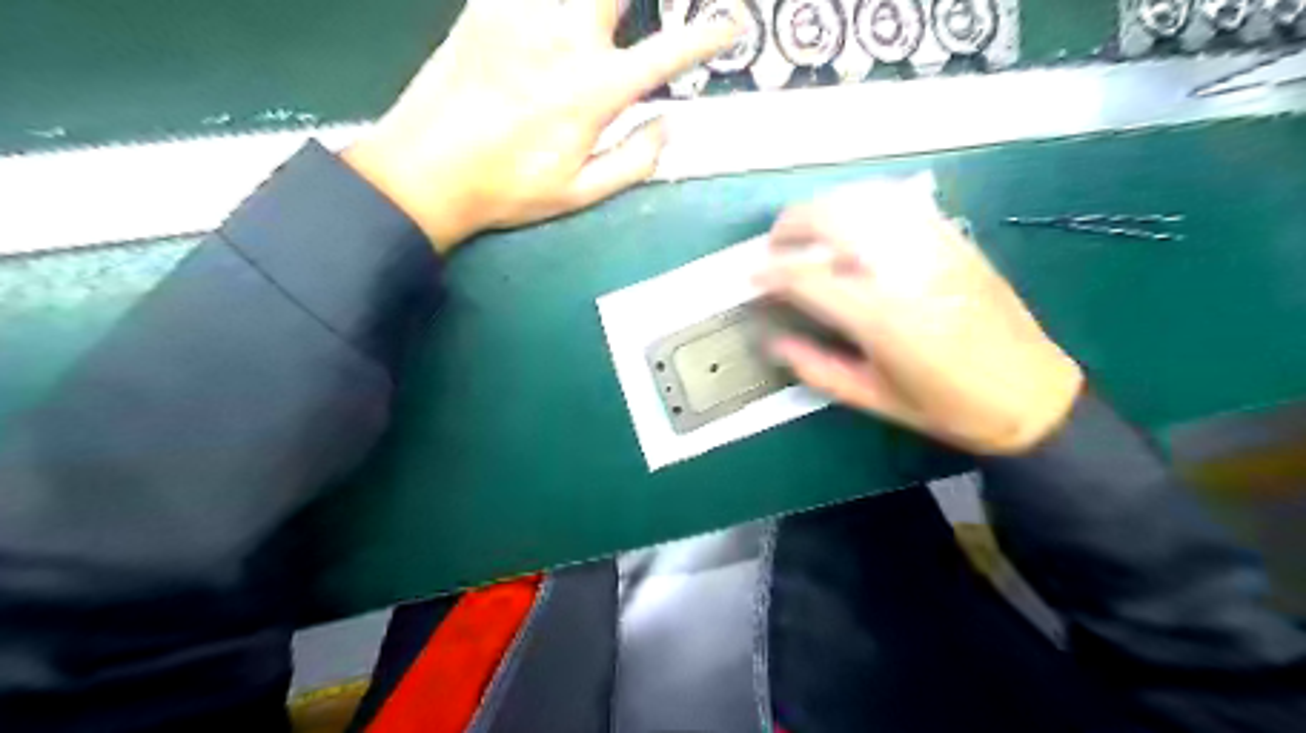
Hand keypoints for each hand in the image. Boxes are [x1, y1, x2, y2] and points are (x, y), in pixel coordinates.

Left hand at [343, 0, 731, 250]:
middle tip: (651, 15)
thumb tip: (669, 125)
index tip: (730, 25)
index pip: (668, 53)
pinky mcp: (487, 2)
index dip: (707, 37)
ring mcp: (523, 10)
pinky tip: (559, 18)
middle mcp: (566, 37)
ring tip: (603, 24)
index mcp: (595, 91)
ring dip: (600, 4)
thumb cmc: (509, 189)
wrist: (424, 170)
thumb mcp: (581, 193)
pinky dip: (554, 2)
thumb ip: (636, 161)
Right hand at [757, 177, 1080, 450]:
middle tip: (776, 245)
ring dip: (827, 208)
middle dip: (793, 224)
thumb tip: (774, 342)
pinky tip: (856, 221)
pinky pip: (903, 206)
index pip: (807, 278)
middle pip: (835, 220)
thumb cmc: (947, 407)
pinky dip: (868, 205)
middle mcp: (903, 272)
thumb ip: (816, 368)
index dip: (771, 273)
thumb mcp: (873, 399)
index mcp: (880, 318)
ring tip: (810, 230)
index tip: (752, 277)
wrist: (1030, 395)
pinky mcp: (956, 241)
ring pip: (868, 202)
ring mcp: (934, 249)